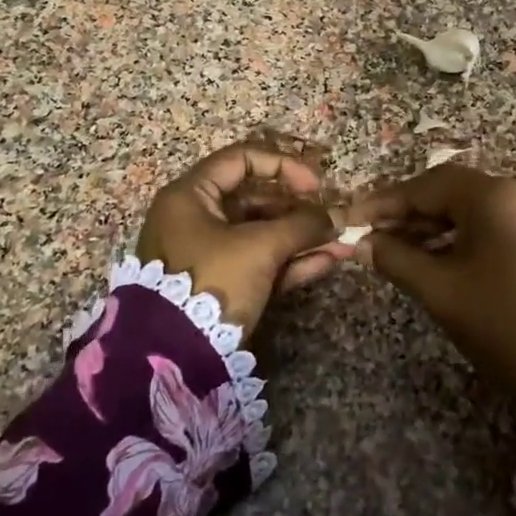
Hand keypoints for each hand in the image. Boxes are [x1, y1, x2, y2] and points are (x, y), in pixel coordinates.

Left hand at [137, 141, 346, 332]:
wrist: (174, 356)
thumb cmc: (212, 281)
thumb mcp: (260, 247)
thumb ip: (301, 226)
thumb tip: (336, 218)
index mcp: (191, 196)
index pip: (241, 160)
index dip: (282, 166)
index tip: (314, 185)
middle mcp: (196, 218)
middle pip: (256, 199)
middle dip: (300, 209)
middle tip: (333, 217)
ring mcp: (208, 253)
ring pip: (262, 234)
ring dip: (302, 237)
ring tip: (341, 243)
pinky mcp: (221, 284)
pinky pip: (259, 262)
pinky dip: (290, 261)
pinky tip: (327, 262)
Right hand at [355, 166, 515, 423]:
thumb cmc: (502, 327)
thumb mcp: (440, 291)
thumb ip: (395, 258)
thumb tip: (361, 242)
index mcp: (495, 197)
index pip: (428, 184)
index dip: (386, 201)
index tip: (353, 217)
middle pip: (450, 189)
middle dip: (408, 211)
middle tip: (370, 233)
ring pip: (469, 205)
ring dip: (431, 223)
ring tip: (394, 247)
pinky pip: (490, 221)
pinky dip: (458, 233)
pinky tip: (431, 254)